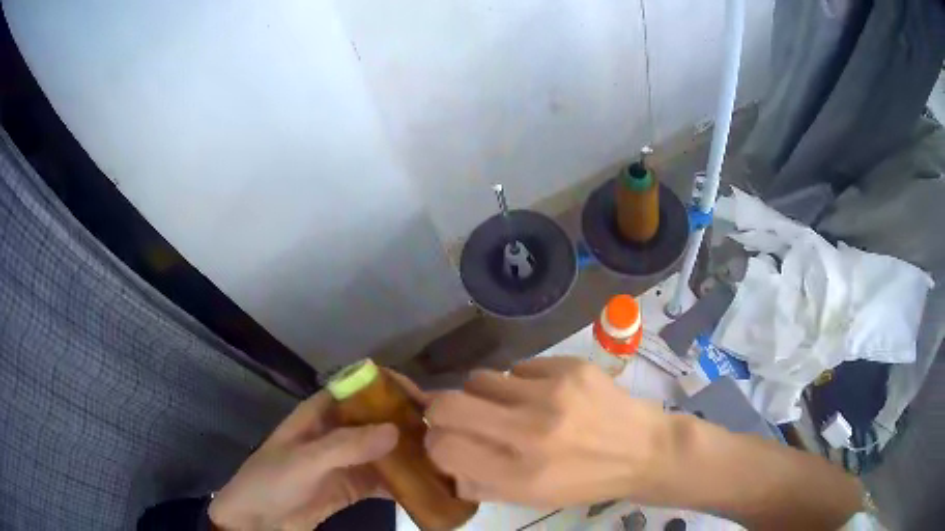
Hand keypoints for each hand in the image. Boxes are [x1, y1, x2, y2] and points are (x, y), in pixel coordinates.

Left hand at [209, 371, 427, 530]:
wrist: (259, 521)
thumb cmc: (272, 481)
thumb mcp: (306, 460)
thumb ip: (347, 445)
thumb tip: (396, 430)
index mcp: (321, 413)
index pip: (360, 388)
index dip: (390, 388)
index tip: (423, 400)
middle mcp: (337, 432)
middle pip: (378, 419)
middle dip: (409, 423)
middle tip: (444, 435)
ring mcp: (346, 461)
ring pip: (385, 450)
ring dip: (411, 454)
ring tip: (444, 461)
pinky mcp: (352, 486)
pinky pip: (383, 479)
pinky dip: (404, 481)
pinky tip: (427, 486)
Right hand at [424, 357, 677, 507]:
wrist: (645, 450)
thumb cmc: (586, 482)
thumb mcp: (533, 499)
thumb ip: (482, 483)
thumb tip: (445, 458)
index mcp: (520, 474)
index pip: (443, 447)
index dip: (435, 443)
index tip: (444, 441)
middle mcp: (531, 431)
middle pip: (449, 403)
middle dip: (442, 409)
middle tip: (459, 416)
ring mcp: (553, 393)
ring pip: (481, 378)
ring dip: (485, 395)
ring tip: (510, 407)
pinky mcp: (571, 367)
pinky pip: (519, 368)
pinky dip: (520, 383)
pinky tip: (545, 396)